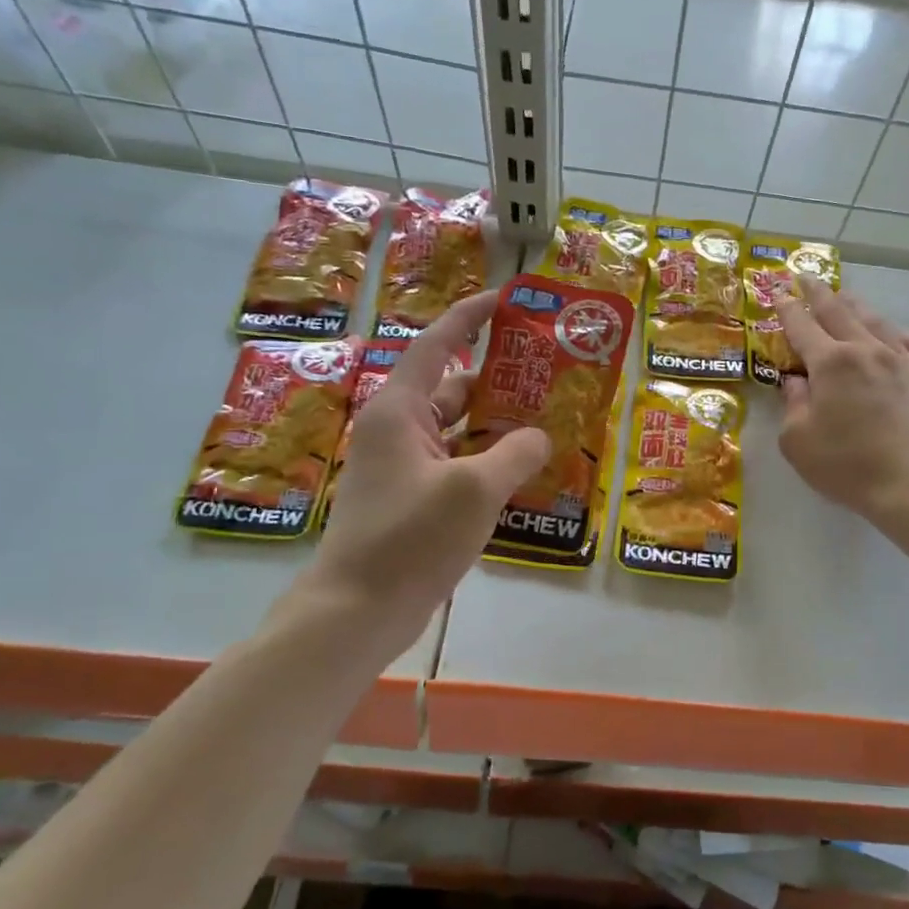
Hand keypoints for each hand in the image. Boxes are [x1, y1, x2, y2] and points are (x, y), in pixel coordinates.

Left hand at [285, 289, 549, 656]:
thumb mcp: (475, 490)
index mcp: (399, 410)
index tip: (507, 299)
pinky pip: (456, 465)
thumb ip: (515, 453)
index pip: (438, 344)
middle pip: (453, 388)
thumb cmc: (411, 538)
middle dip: (499, 379)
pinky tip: (523, 473)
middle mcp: (398, 430)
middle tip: (549, 374)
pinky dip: (487, 463)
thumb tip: (538, 436)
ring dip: (497, 426)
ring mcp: (403, 467)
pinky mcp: (411, 499)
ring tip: (549, 422)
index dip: (471, 316)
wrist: (358, 609)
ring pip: (458, 431)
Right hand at [776, 277, 908, 530]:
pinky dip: (902, 337)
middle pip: (838, 312)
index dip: (786, 308)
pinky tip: (897, 338)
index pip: (801, 326)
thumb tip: (796, 383)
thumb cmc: (848, 465)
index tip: (776, 292)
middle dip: (818, 293)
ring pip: (876, 322)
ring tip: (846, 297)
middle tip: (805, 276)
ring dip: (857, 305)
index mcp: (830, 362)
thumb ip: (793, 406)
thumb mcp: (798, 441)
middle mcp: (866, 351)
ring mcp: (901, 362)